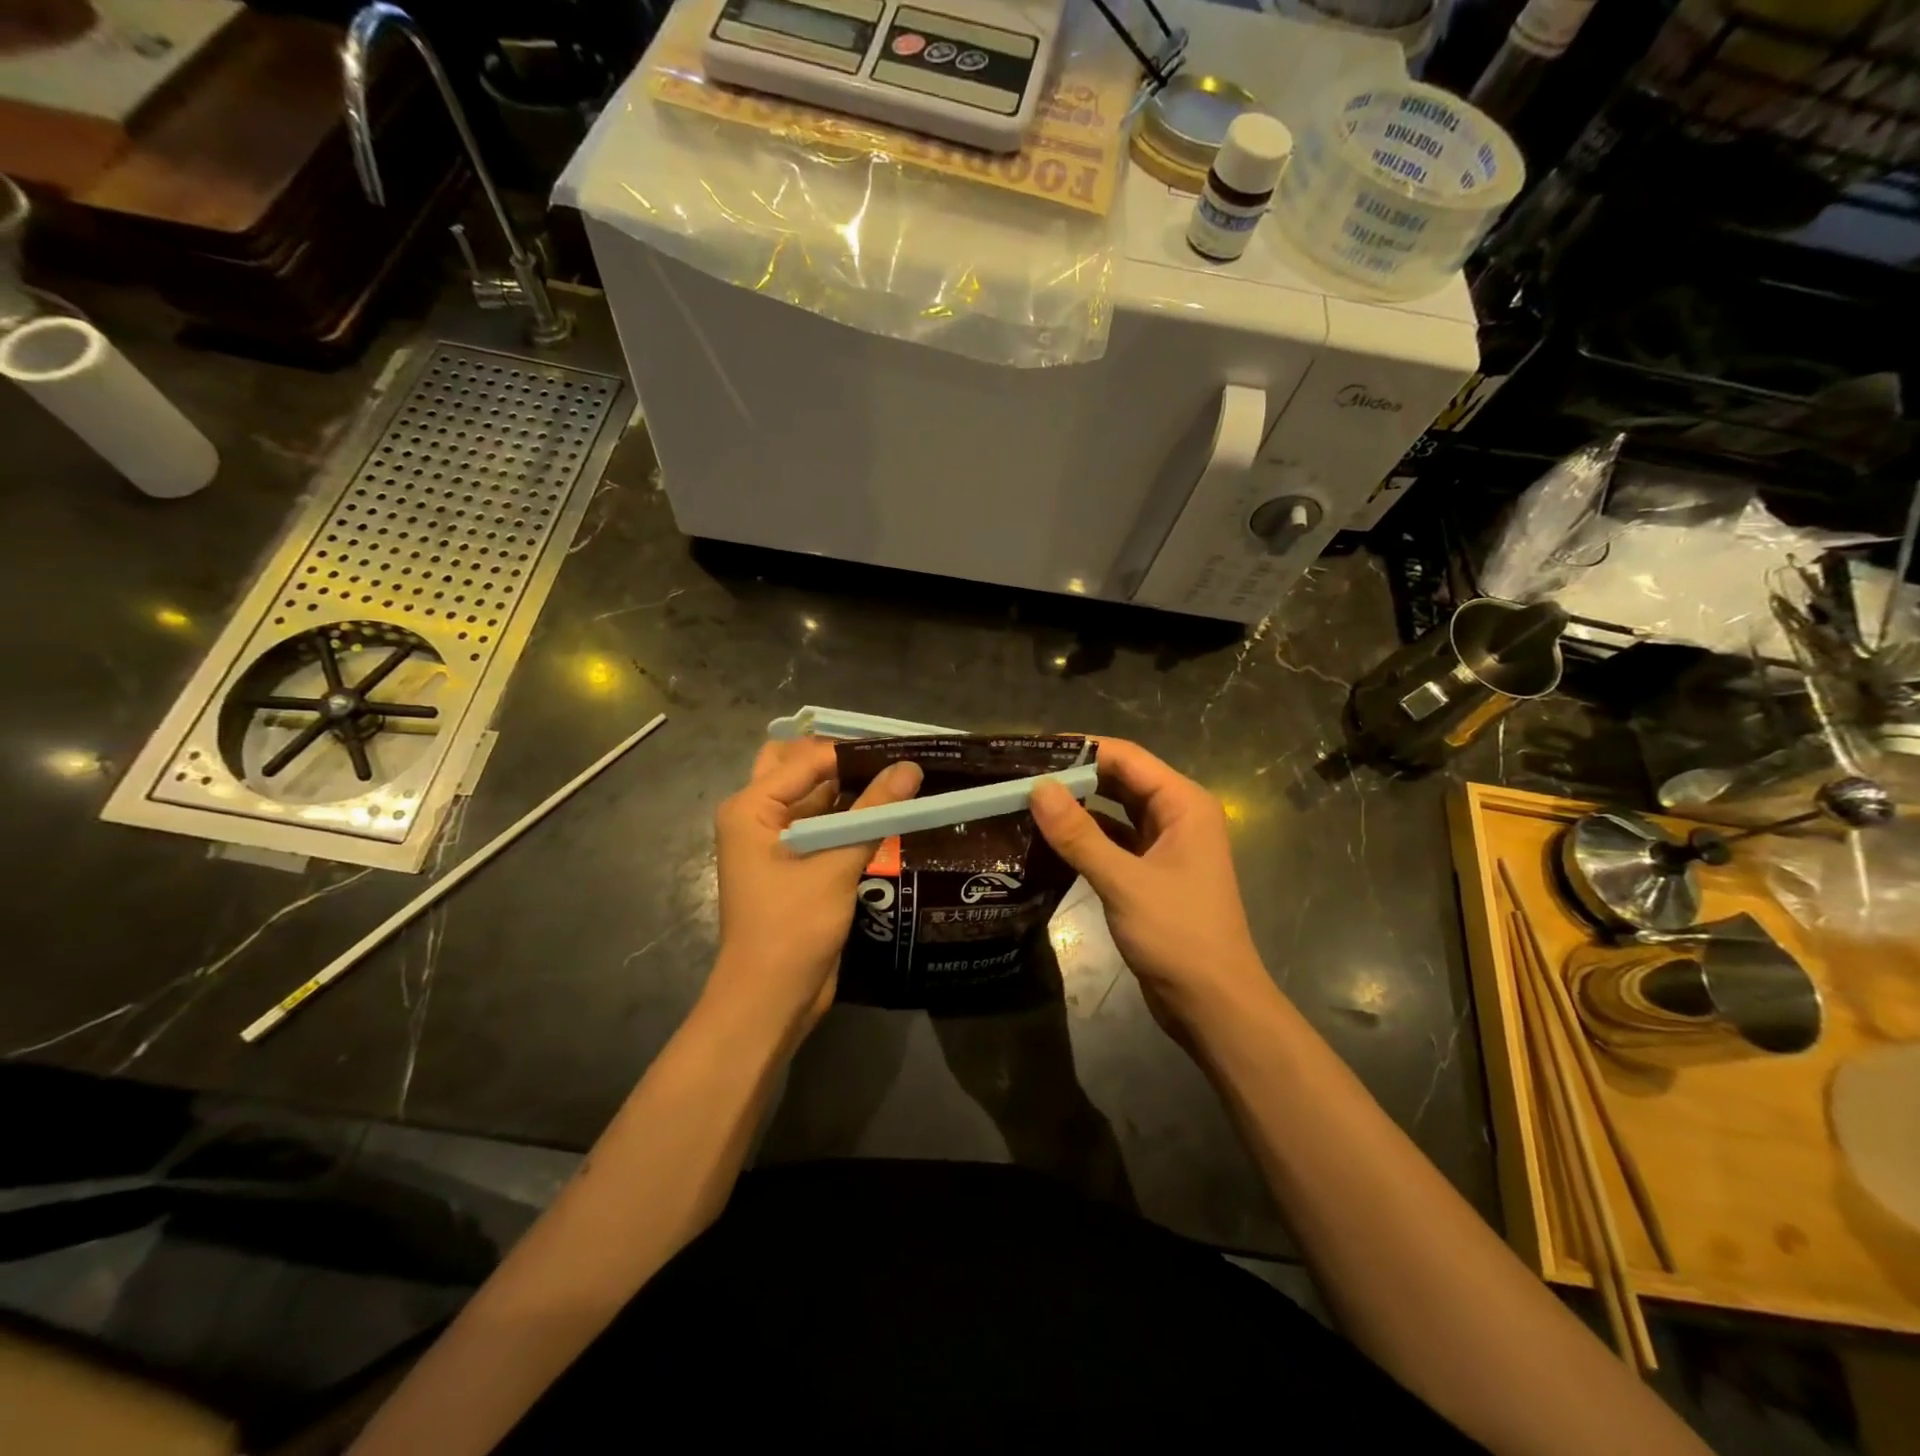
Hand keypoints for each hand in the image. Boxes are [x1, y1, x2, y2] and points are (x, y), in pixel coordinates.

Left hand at [707, 737, 922, 1044]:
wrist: (771, 1000)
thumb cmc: (792, 928)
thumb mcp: (836, 865)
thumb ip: (873, 812)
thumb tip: (911, 767)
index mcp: (751, 807)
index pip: (807, 759)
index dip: (853, 751)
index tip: (902, 747)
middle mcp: (759, 816)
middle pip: (802, 770)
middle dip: (844, 761)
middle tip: (891, 760)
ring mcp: (776, 842)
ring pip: (816, 799)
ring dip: (852, 790)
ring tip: (902, 779)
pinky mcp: (796, 865)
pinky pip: (824, 828)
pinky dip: (851, 819)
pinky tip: (888, 814)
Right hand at [1030, 738, 1274, 1036]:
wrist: (1213, 1004)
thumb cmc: (1178, 936)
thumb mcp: (1124, 881)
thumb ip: (1079, 835)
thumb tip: (1037, 788)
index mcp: (1183, 804)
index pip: (1127, 758)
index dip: (1081, 749)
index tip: (1033, 750)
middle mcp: (1177, 816)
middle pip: (1121, 781)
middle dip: (1075, 777)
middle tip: (1021, 776)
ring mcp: (1165, 846)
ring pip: (1115, 812)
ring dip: (1078, 808)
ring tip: (1027, 802)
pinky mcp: (1151, 874)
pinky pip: (1114, 842)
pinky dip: (1085, 838)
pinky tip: (1049, 841)